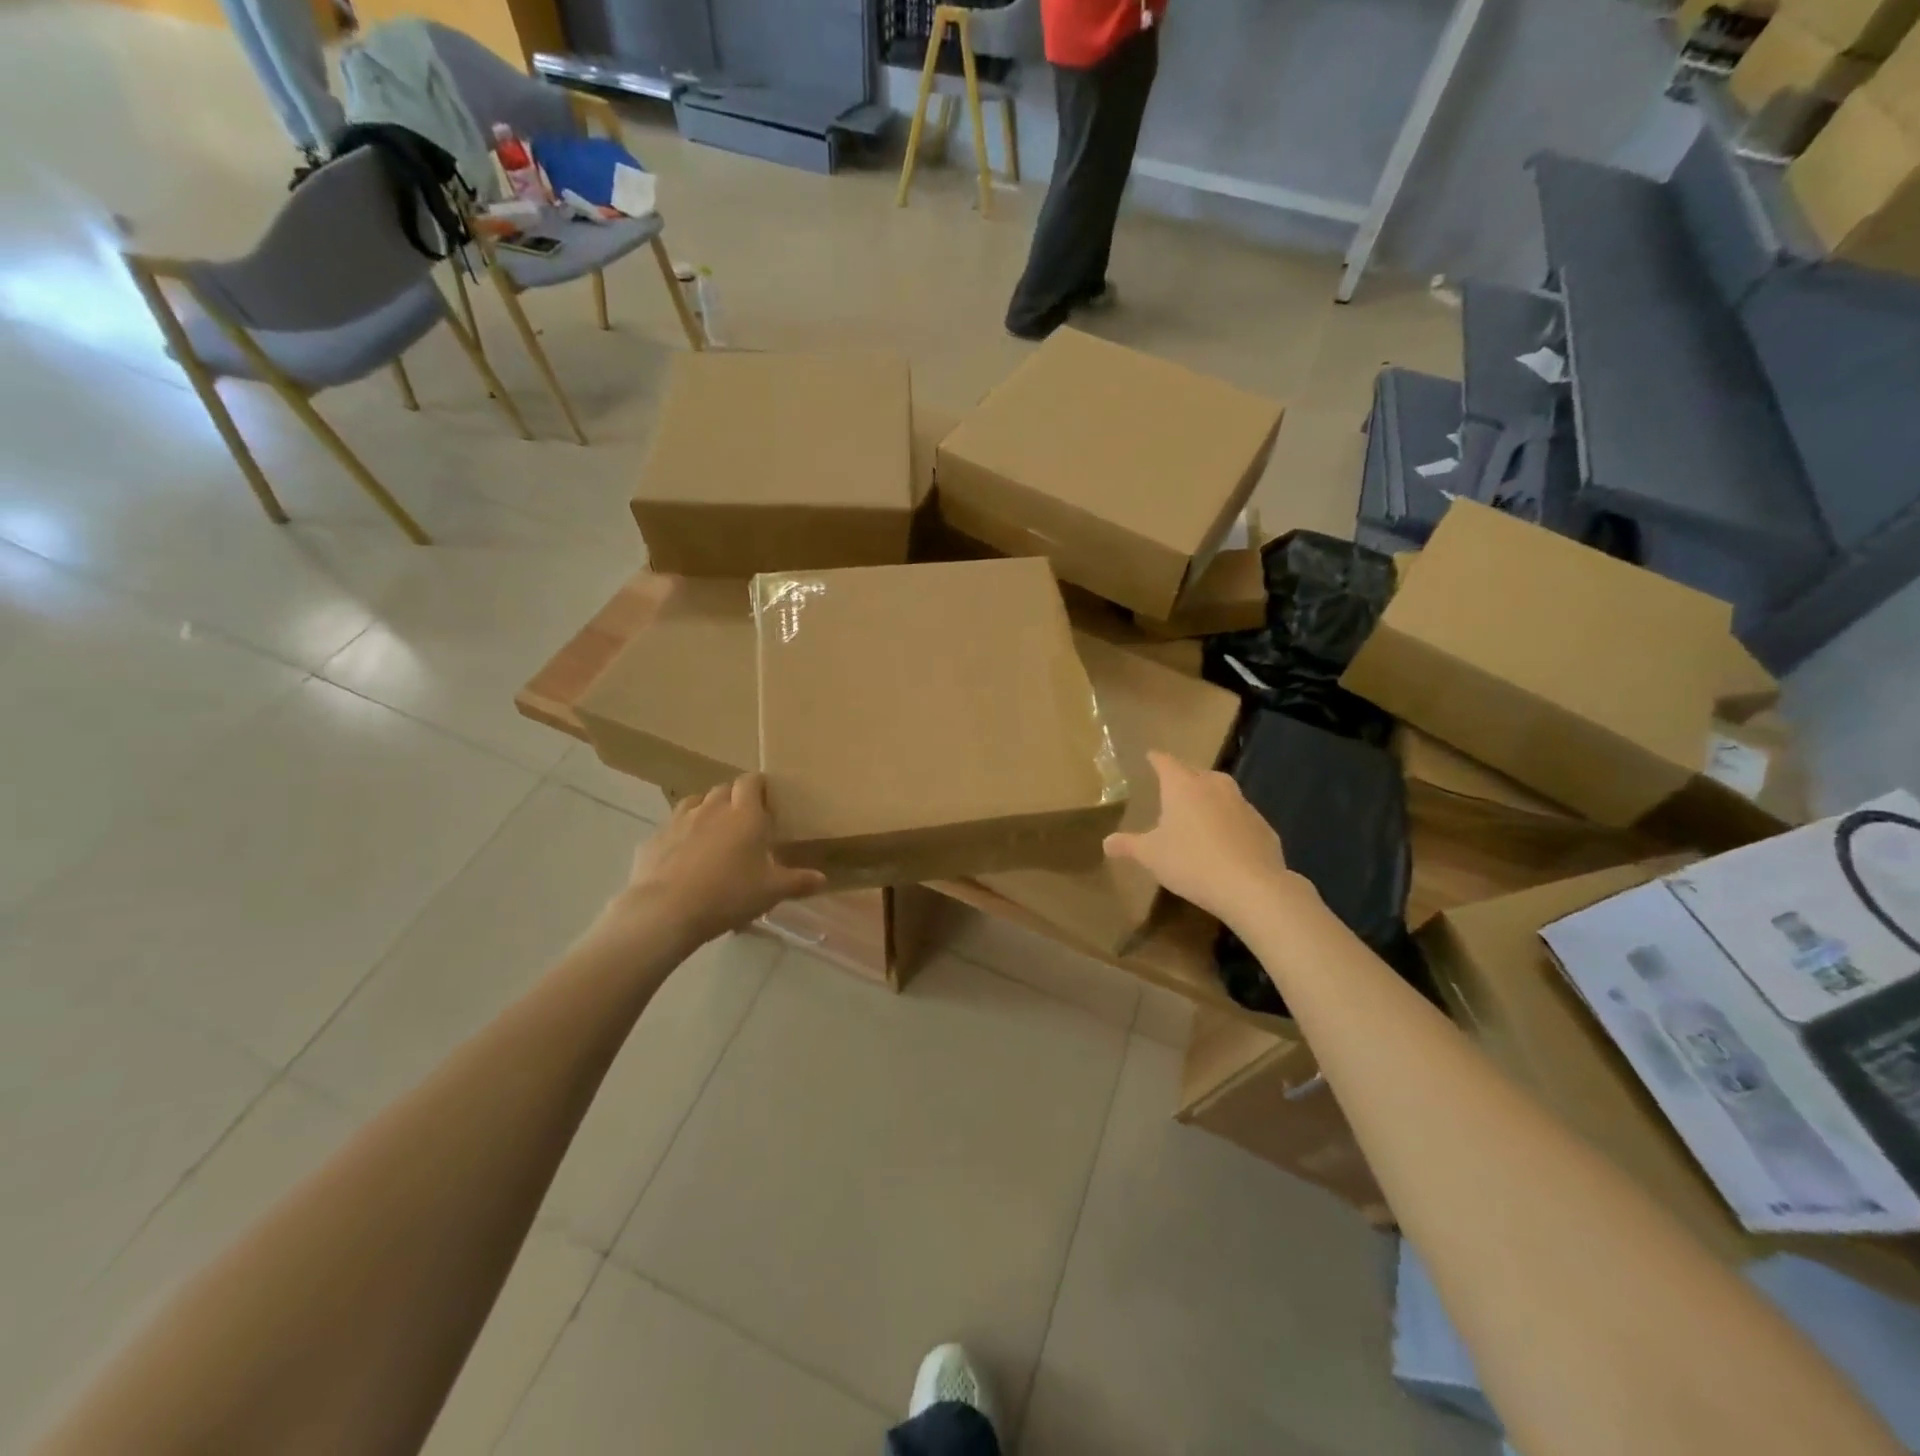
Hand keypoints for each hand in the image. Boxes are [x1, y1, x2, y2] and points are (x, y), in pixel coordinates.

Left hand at [604, 775, 825, 952]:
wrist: (666, 911)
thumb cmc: (729, 894)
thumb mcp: (771, 892)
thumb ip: (798, 882)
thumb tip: (823, 880)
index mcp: (744, 814)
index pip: (751, 782)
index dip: (758, 785)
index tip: (765, 798)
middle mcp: (711, 808)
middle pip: (723, 789)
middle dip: (733, 798)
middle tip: (743, 821)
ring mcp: (678, 821)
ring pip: (694, 803)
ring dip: (705, 811)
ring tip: (712, 833)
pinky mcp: (653, 839)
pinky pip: (670, 829)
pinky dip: (679, 836)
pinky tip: (681, 857)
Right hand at [1104, 751, 1299, 925]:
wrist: (1251, 886)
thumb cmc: (1191, 862)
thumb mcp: (1151, 856)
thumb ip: (1128, 845)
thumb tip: (1106, 842)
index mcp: (1183, 786)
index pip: (1165, 762)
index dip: (1156, 759)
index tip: (1150, 757)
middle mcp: (1214, 786)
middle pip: (1195, 773)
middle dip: (1183, 778)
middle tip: (1171, 790)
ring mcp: (1242, 804)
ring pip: (1221, 792)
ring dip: (1209, 800)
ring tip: (1198, 816)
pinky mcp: (1262, 825)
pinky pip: (1240, 817)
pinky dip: (1230, 823)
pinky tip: (1225, 842)